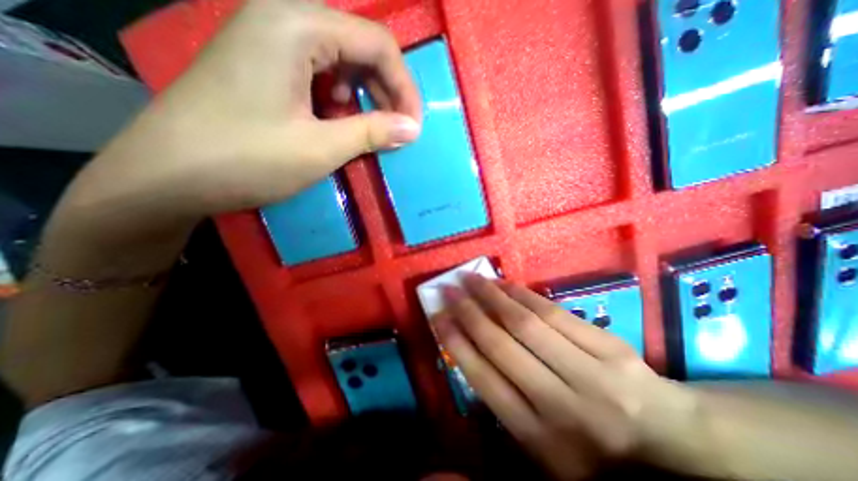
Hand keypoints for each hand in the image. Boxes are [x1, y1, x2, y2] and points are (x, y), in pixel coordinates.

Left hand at [69, 0, 420, 219]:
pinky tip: (335, 122)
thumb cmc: (247, 159)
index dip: (405, 87)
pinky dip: (339, 100)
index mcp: (297, 24)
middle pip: (360, 47)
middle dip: (386, 92)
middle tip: (396, 131)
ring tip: (365, 130)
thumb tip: (413, 129)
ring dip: (364, 97)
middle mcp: (283, 17)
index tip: (413, 127)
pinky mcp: (264, 64)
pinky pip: (319, 73)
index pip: (378, 43)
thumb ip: (373, 132)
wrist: (167, 176)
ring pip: (341, 61)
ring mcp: (270, 39)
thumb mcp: (321, 148)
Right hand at [437, 276, 702, 478]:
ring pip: (526, 324)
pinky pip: (554, 313)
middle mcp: (561, 406)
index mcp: (539, 439)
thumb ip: (503, 403)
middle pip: (501, 345)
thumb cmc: (591, 443)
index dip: (456, 342)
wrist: (667, 439)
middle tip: (449, 289)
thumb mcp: (541, 444)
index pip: (484, 380)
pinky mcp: (608, 347)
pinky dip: (523, 295)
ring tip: (471, 279)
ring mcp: (589, 374)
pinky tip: (504, 283)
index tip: (437, 316)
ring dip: (492, 296)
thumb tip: (465, 353)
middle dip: (468, 312)